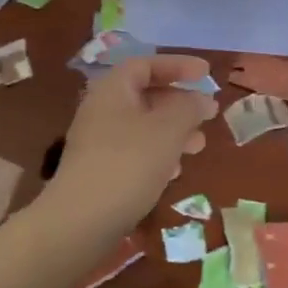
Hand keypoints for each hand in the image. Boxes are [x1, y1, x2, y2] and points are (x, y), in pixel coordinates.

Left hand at [41, 54, 216, 246]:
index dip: (178, 65)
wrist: (79, 223)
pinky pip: (134, 151)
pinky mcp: (99, 170)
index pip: (147, 64)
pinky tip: (173, 173)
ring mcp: (98, 141)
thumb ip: (189, 108)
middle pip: (145, 95)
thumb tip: (203, 99)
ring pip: (143, 126)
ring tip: (198, 146)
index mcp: (113, 89)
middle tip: (208, 114)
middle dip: (180, 103)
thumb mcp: (167, 130)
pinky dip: (158, 154)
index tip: (206, 73)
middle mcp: (102, 109)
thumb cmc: (128, 164)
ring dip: (173, 131)